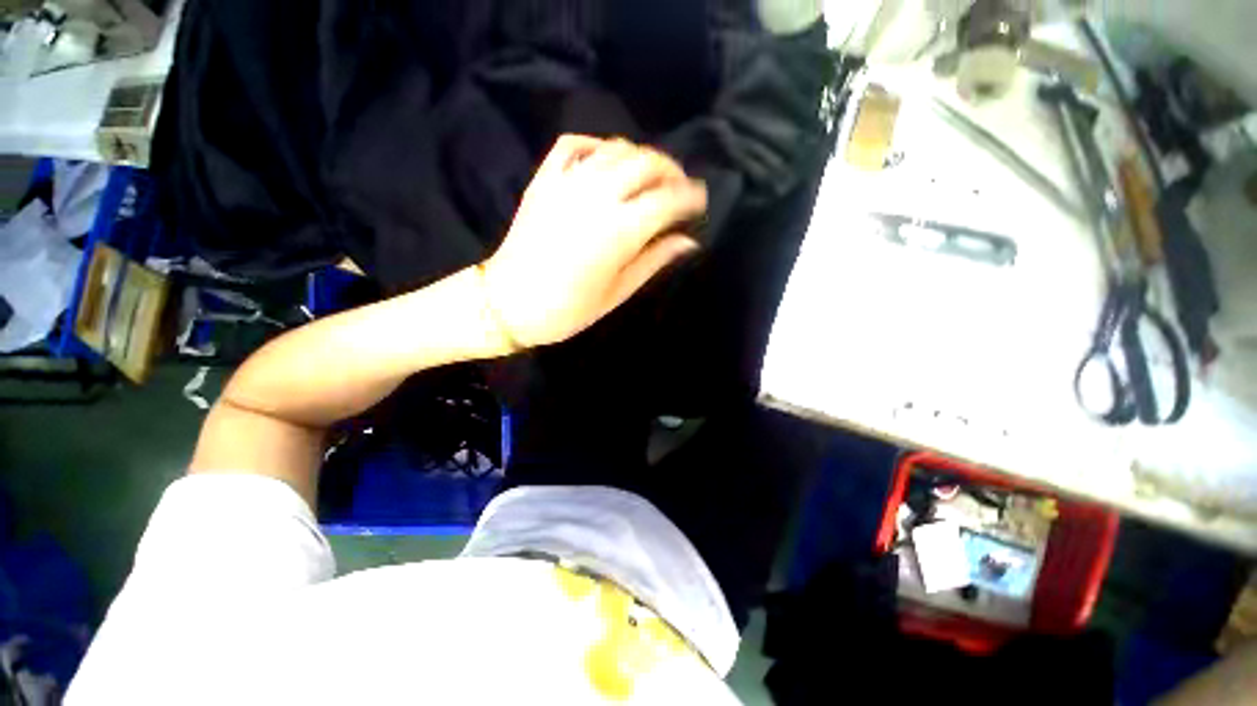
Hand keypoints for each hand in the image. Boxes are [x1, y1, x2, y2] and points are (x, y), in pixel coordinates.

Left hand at [478, 135, 706, 348]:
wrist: (508, 304)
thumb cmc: (568, 309)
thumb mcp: (618, 292)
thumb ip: (654, 260)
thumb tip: (688, 242)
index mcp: (620, 231)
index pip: (668, 199)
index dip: (691, 197)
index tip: (701, 203)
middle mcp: (598, 196)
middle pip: (647, 163)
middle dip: (671, 171)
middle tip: (679, 188)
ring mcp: (568, 183)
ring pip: (616, 149)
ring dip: (641, 157)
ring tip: (650, 176)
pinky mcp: (544, 180)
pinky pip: (573, 145)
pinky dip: (597, 145)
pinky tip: (607, 160)